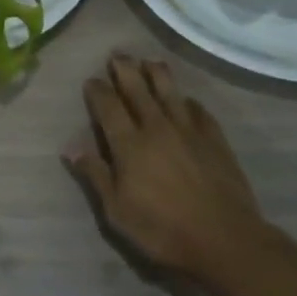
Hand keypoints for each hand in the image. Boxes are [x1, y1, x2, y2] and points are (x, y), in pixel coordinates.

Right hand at [66, 53, 279, 284]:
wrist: (225, 241)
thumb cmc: (163, 230)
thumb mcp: (117, 211)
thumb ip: (95, 175)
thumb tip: (71, 147)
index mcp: (129, 144)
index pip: (108, 106)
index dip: (97, 90)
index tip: (91, 81)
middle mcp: (157, 127)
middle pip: (137, 89)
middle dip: (124, 69)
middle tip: (117, 55)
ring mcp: (188, 131)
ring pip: (169, 91)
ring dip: (157, 73)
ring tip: (149, 60)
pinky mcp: (214, 140)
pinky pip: (198, 111)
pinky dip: (188, 101)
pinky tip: (186, 100)